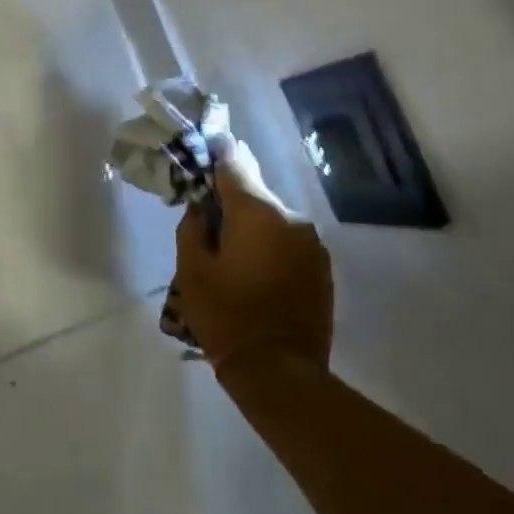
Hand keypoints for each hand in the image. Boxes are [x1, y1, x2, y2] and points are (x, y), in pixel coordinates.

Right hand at [172, 138, 332, 372]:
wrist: (279, 371)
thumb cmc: (226, 315)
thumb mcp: (192, 269)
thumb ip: (193, 226)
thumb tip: (202, 206)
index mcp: (258, 213)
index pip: (235, 164)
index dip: (218, 151)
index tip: (206, 141)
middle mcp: (291, 218)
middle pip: (255, 193)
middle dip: (231, 197)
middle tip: (206, 211)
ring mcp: (312, 244)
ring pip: (272, 218)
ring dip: (251, 224)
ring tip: (229, 248)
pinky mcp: (321, 267)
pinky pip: (288, 241)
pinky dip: (269, 244)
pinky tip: (253, 267)